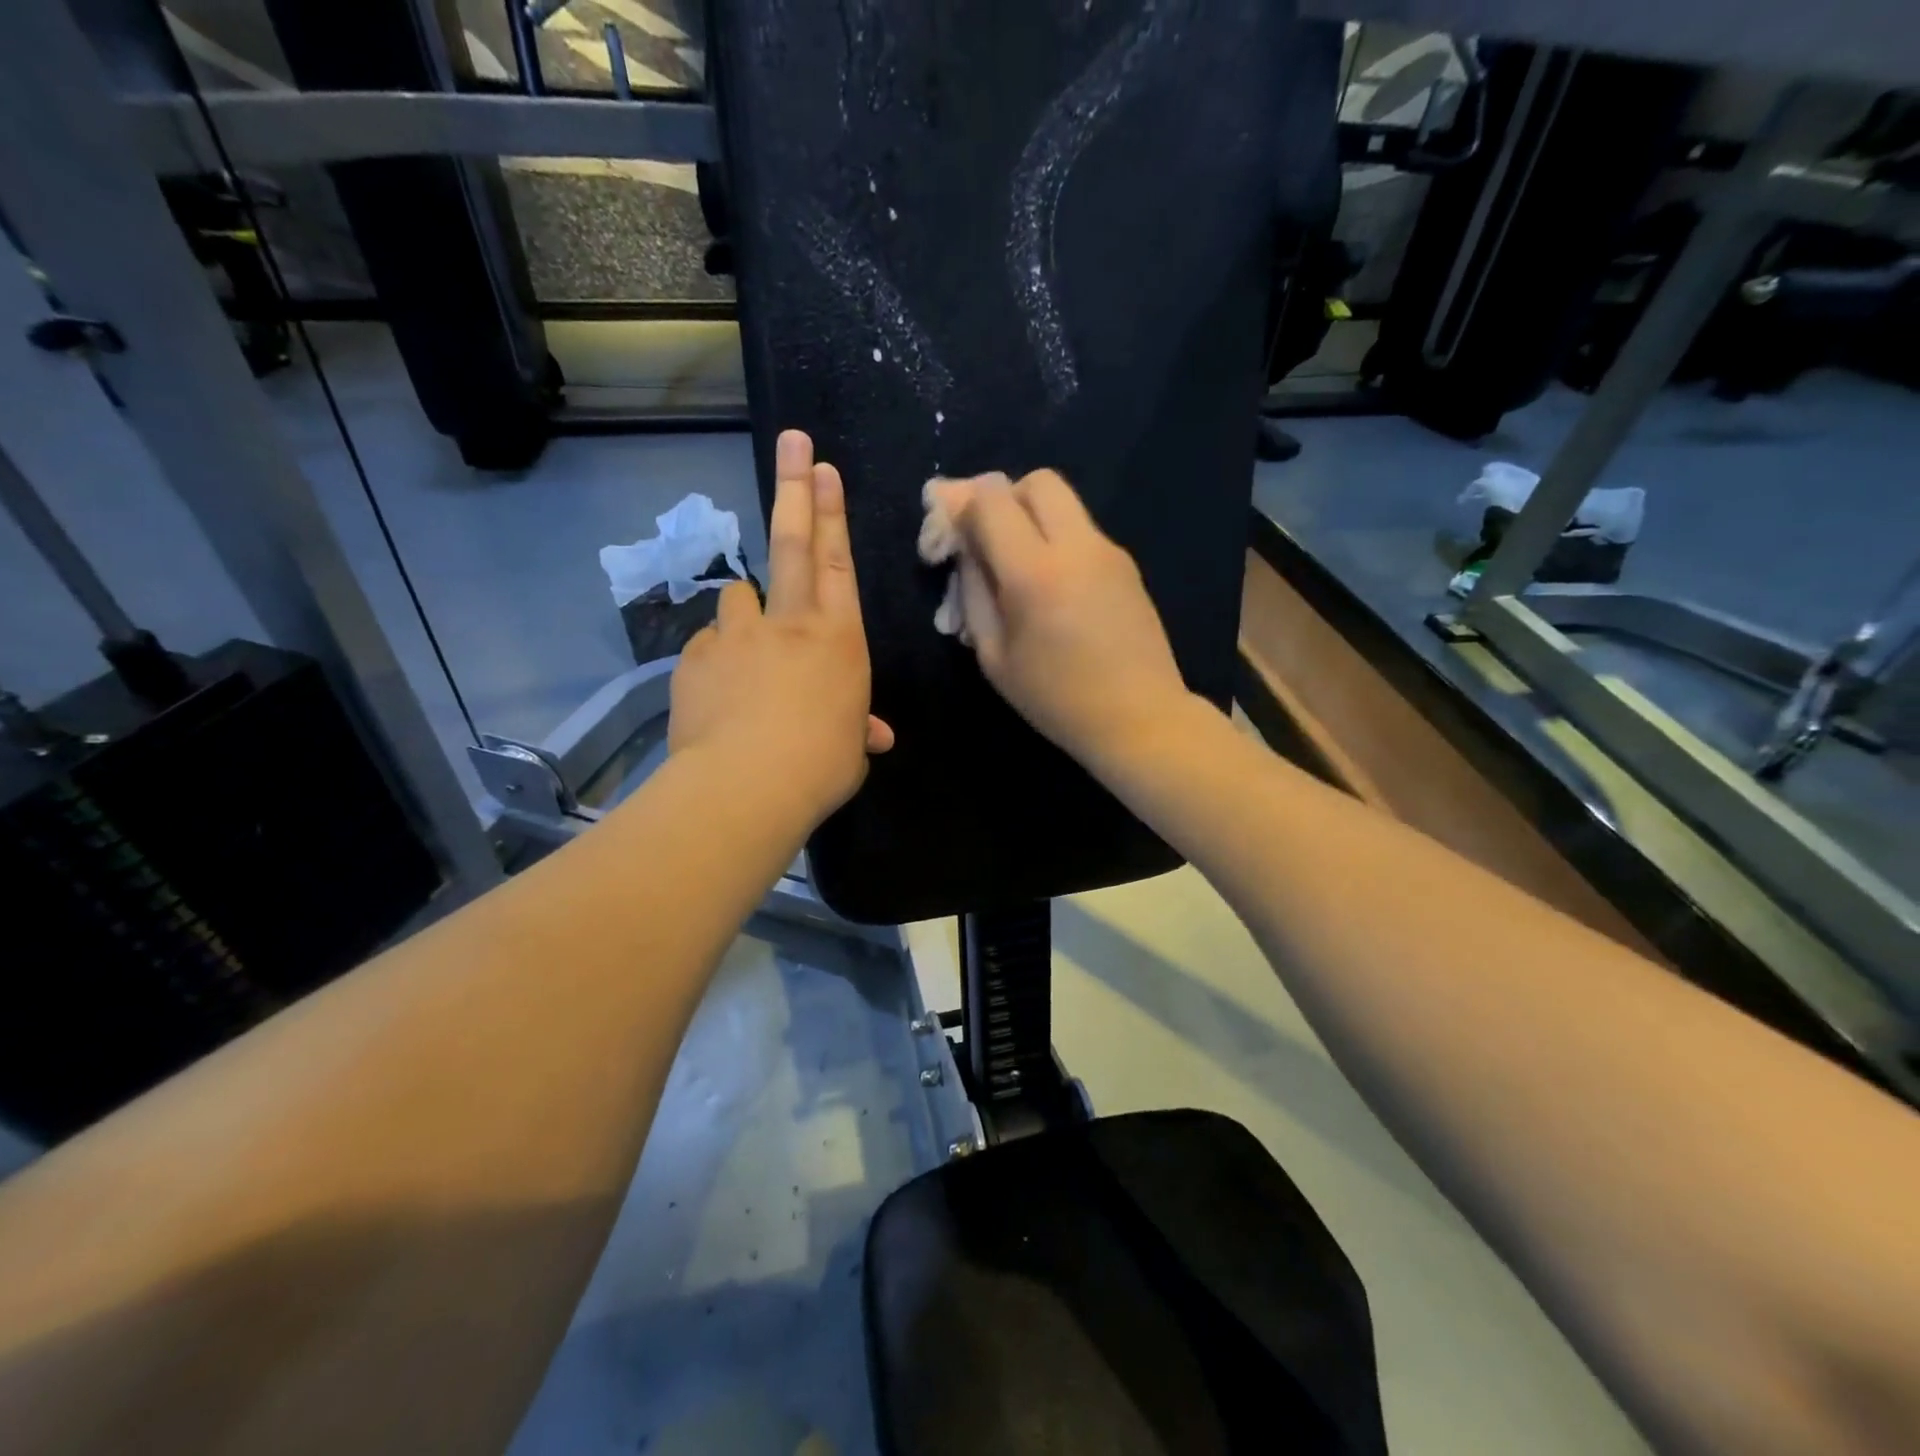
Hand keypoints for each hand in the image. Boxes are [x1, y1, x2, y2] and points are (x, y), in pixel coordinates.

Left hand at [668, 429, 893, 822]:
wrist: (747, 785)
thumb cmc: (821, 765)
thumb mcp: (850, 749)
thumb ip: (856, 728)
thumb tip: (872, 735)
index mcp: (838, 638)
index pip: (837, 561)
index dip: (832, 512)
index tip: (824, 468)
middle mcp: (788, 622)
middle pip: (792, 541)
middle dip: (795, 487)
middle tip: (793, 441)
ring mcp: (737, 635)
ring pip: (739, 596)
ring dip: (746, 609)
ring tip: (749, 645)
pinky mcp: (696, 658)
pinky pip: (709, 646)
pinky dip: (717, 660)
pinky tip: (720, 695)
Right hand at [931, 469, 1199, 770]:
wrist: (1139, 718)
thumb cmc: (1056, 699)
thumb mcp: (994, 656)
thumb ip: (974, 593)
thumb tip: (966, 550)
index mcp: (1036, 573)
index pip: (990, 500)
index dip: (959, 504)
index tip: (948, 532)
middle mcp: (1077, 547)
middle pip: (1035, 481)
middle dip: (1002, 499)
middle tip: (987, 539)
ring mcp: (1109, 551)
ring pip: (1064, 502)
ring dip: (1031, 517)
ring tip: (1017, 565)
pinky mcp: (1127, 564)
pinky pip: (1082, 530)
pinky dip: (1057, 539)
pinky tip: (1052, 586)